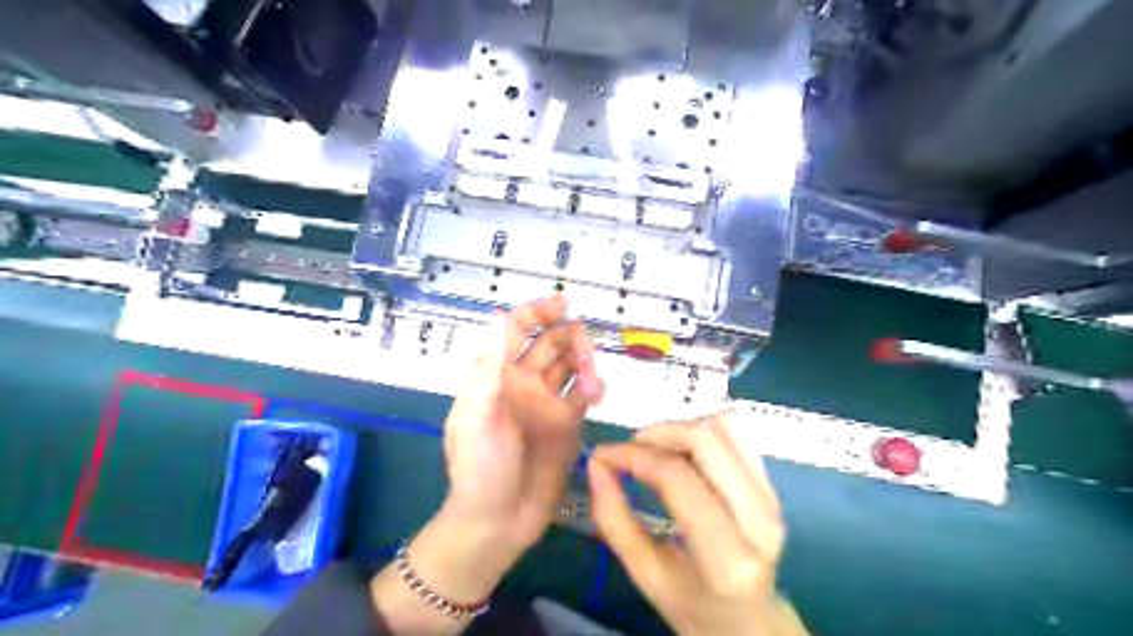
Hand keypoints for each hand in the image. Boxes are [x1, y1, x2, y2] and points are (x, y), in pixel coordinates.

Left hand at [370, 299, 600, 635]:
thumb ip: (490, 367)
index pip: (516, 330)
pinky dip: (593, 386)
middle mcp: (523, 383)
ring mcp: (547, 403)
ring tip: (591, 382)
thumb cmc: (480, 468)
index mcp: (497, 376)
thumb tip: (498, 315)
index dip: (537, 312)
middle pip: (550, 343)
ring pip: (571, 365)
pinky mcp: (568, 424)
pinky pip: (583, 393)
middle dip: (569, 338)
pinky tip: (596, 395)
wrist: (498, 521)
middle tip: (585, 350)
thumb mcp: (478, 415)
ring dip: (584, 362)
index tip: (564, 304)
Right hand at [584, 411, 803, 635]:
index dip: (633, 455)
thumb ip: (614, 519)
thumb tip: (596, 464)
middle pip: (705, 439)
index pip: (677, 477)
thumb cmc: (693, 606)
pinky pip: (735, 435)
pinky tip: (682, 454)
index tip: (603, 454)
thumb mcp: (644, 573)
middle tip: (631, 449)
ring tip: (656, 451)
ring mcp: (772, 496)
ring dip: (681, 428)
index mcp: (727, 558)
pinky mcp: (772, 484)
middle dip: (658, 433)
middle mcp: (758, 518)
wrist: (752, 621)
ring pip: (724, 427)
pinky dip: (701, 433)